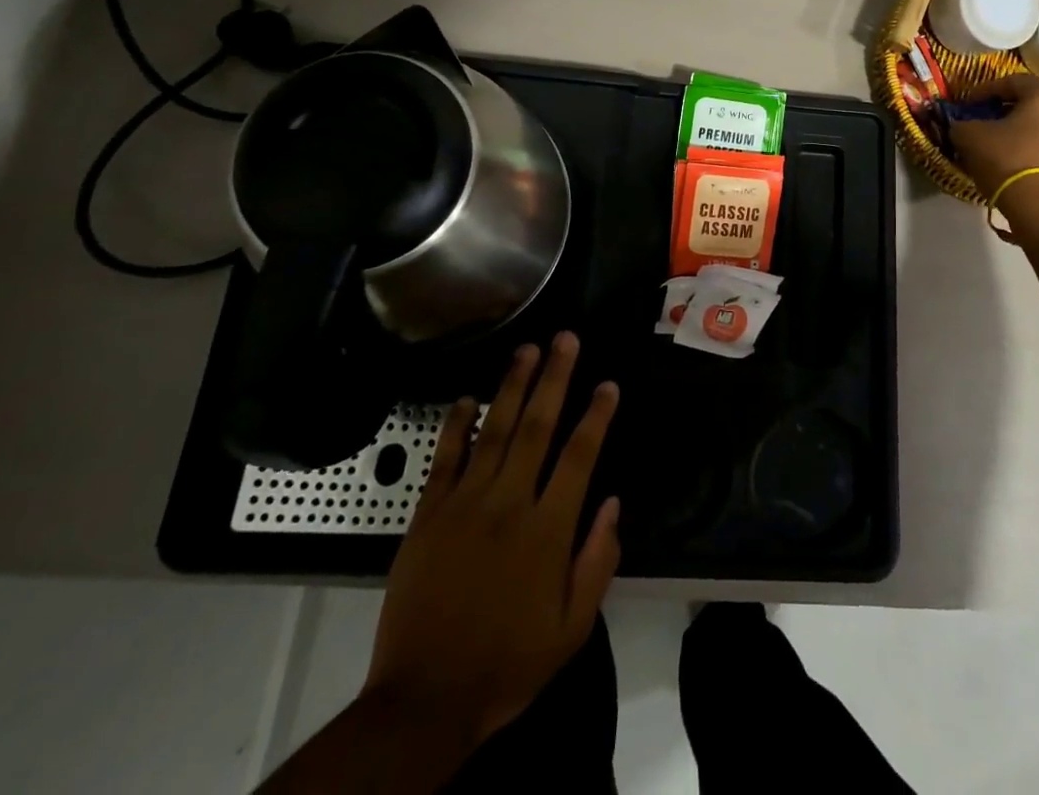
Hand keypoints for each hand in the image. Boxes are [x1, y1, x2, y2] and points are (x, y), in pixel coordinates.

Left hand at [364, 332, 620, 753]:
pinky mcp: (427, 516)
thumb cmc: (508, 663)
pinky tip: (465, 397)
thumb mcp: (571, 628)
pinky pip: (444, 459)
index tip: (608, 384)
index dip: (596, 416)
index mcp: (547, 530)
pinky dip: (456, 425)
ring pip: (494, 431)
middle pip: (536, 427)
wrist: (424, 701)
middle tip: (565, 338)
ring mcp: (463, 505)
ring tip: (526, 349)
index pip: (579, 457)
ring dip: (512, 386)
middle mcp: (508, 504)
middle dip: (554, 378)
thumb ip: (598, 561)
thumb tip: (613, 502)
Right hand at [948, 72, 1038, 200]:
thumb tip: (960, 126)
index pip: (1010, 82)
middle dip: (1002, 113)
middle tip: (980, 124)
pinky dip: (1030, 152)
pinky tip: (1011, 165)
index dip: (983, 92)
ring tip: (994, 147)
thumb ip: (962, 124)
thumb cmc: (1009, 160)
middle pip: (1029, 105)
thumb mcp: (971, 137)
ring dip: (1017, 134)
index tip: (966, 105)